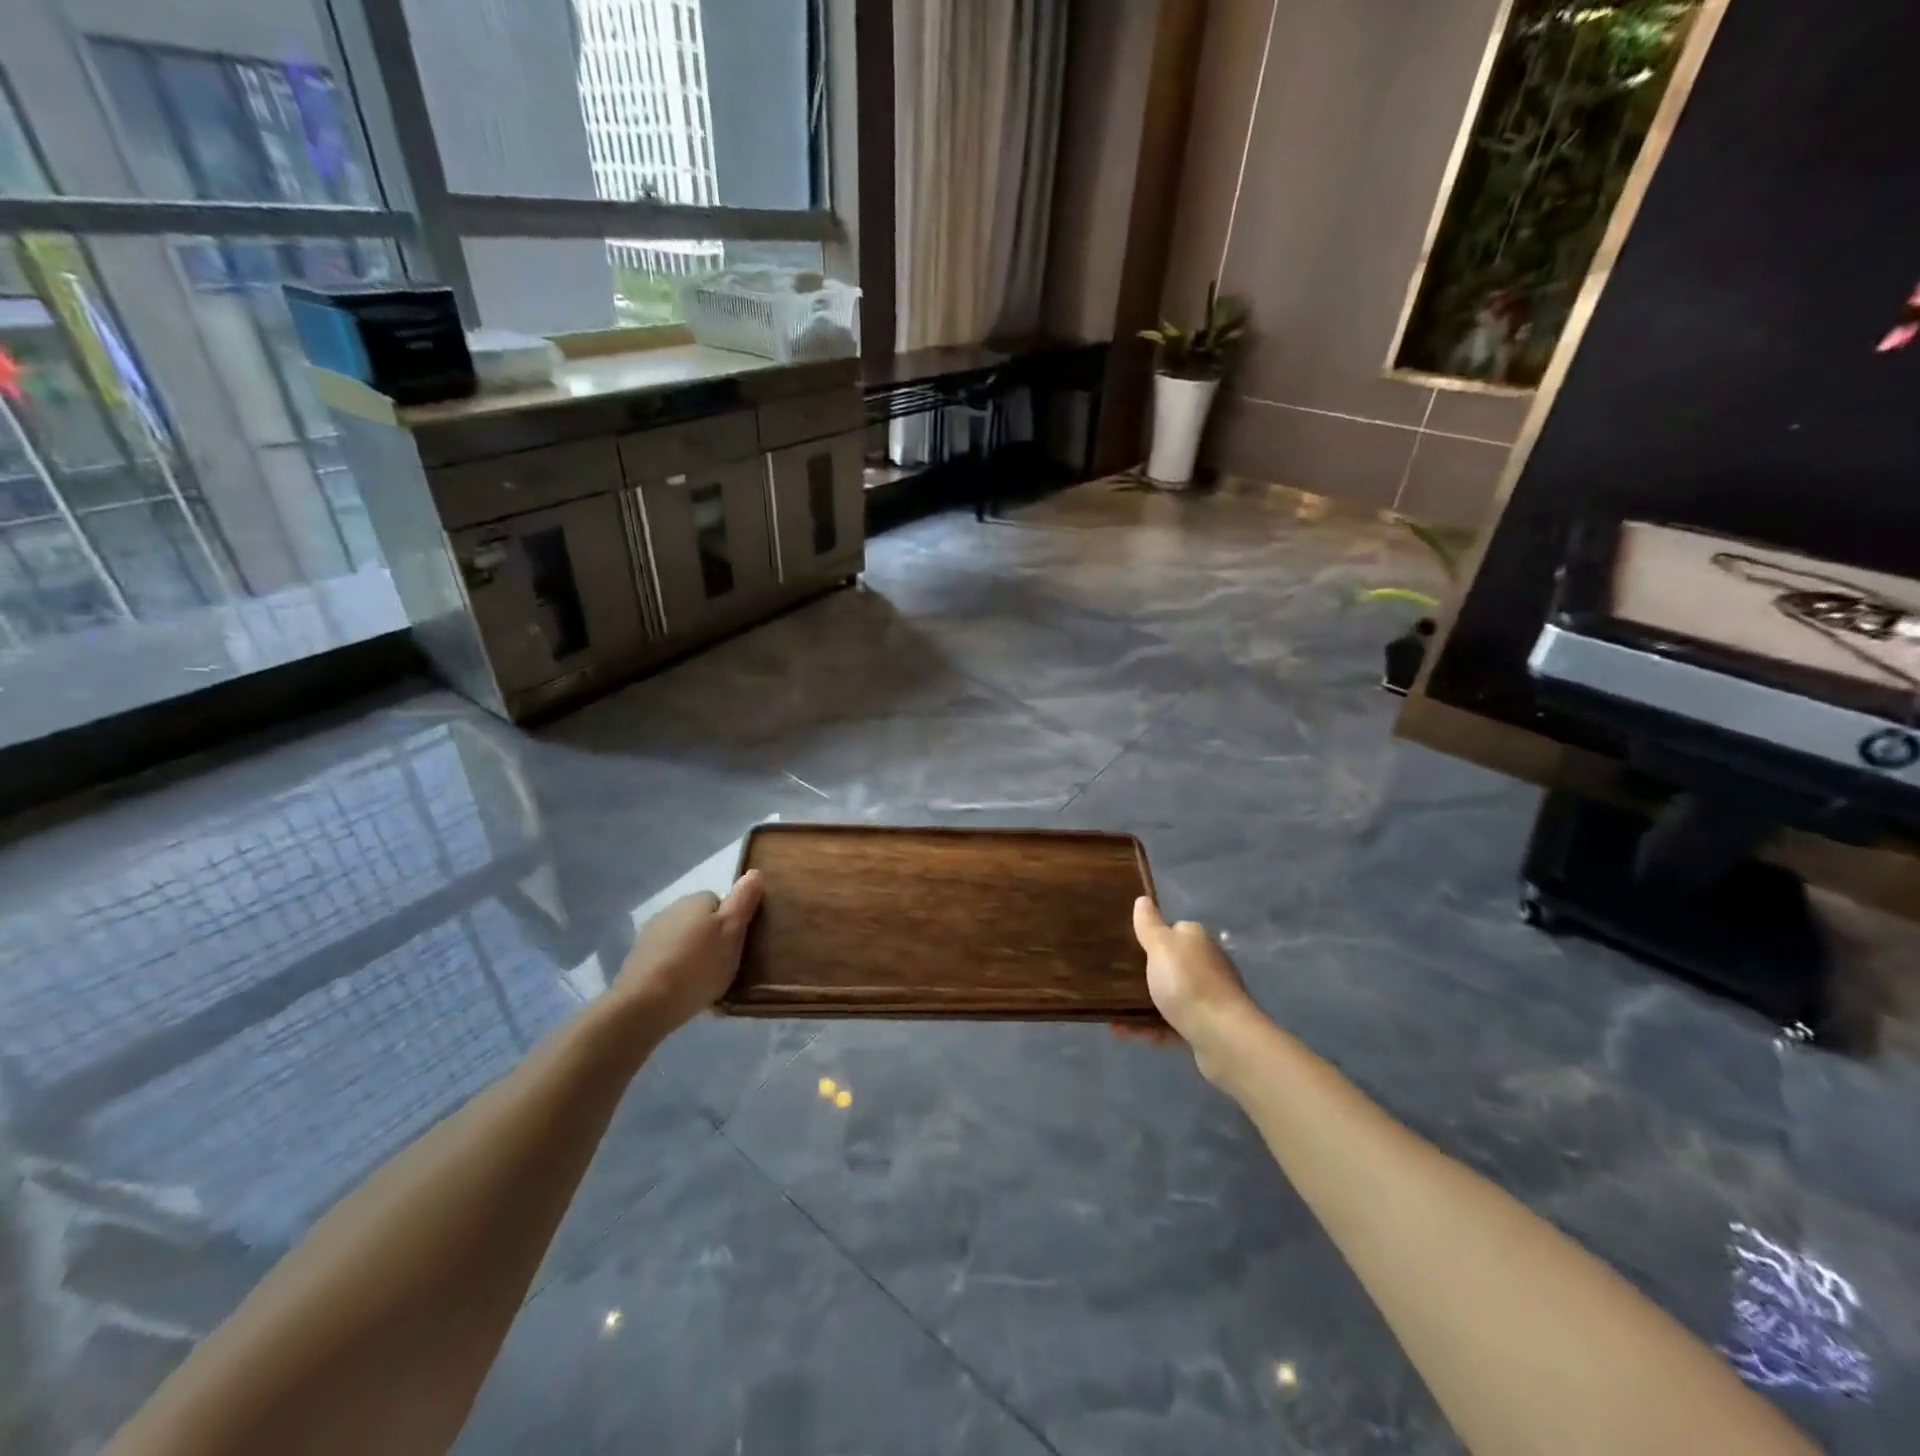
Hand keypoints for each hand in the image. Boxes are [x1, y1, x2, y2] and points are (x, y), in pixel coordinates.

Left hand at [611, 871, 763, 1032]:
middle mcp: (671, 909)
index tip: (736, 945)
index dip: (731, 923)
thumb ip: (744, 900)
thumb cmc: (698, 965)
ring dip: (692, 953)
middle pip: (700, 920)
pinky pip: (666, 958)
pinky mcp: (637, 959)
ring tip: (702, 981)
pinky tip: (681, 989)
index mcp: (696, 900)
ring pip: (682, 938)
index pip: (721, 901)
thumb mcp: (733, 931)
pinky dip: (674, 969)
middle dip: (711, 938)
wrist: (645, 1004)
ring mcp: (650, 934)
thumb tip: (754, 872)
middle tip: (722, 965)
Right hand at [1130, 896, 1258, 1080]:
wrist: (1223, 1039)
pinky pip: (1168, 1025)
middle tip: (1112, 978)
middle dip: (1142, 973)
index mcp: (1196, 941)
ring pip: (1167, 997)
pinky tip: (1122, 1031)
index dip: (1149, 936)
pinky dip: (1147, 1027)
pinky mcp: (1204, 1029)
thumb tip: (1143, 899)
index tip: (1124, 946)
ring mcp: (1207, 999)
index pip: (1173, 930)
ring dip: (1140, 1004)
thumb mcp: (1161, 947)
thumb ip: (1150, 925)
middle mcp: (1205, 965)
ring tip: (1111, 1010)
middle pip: (1169, 965)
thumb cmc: (1188, 984)